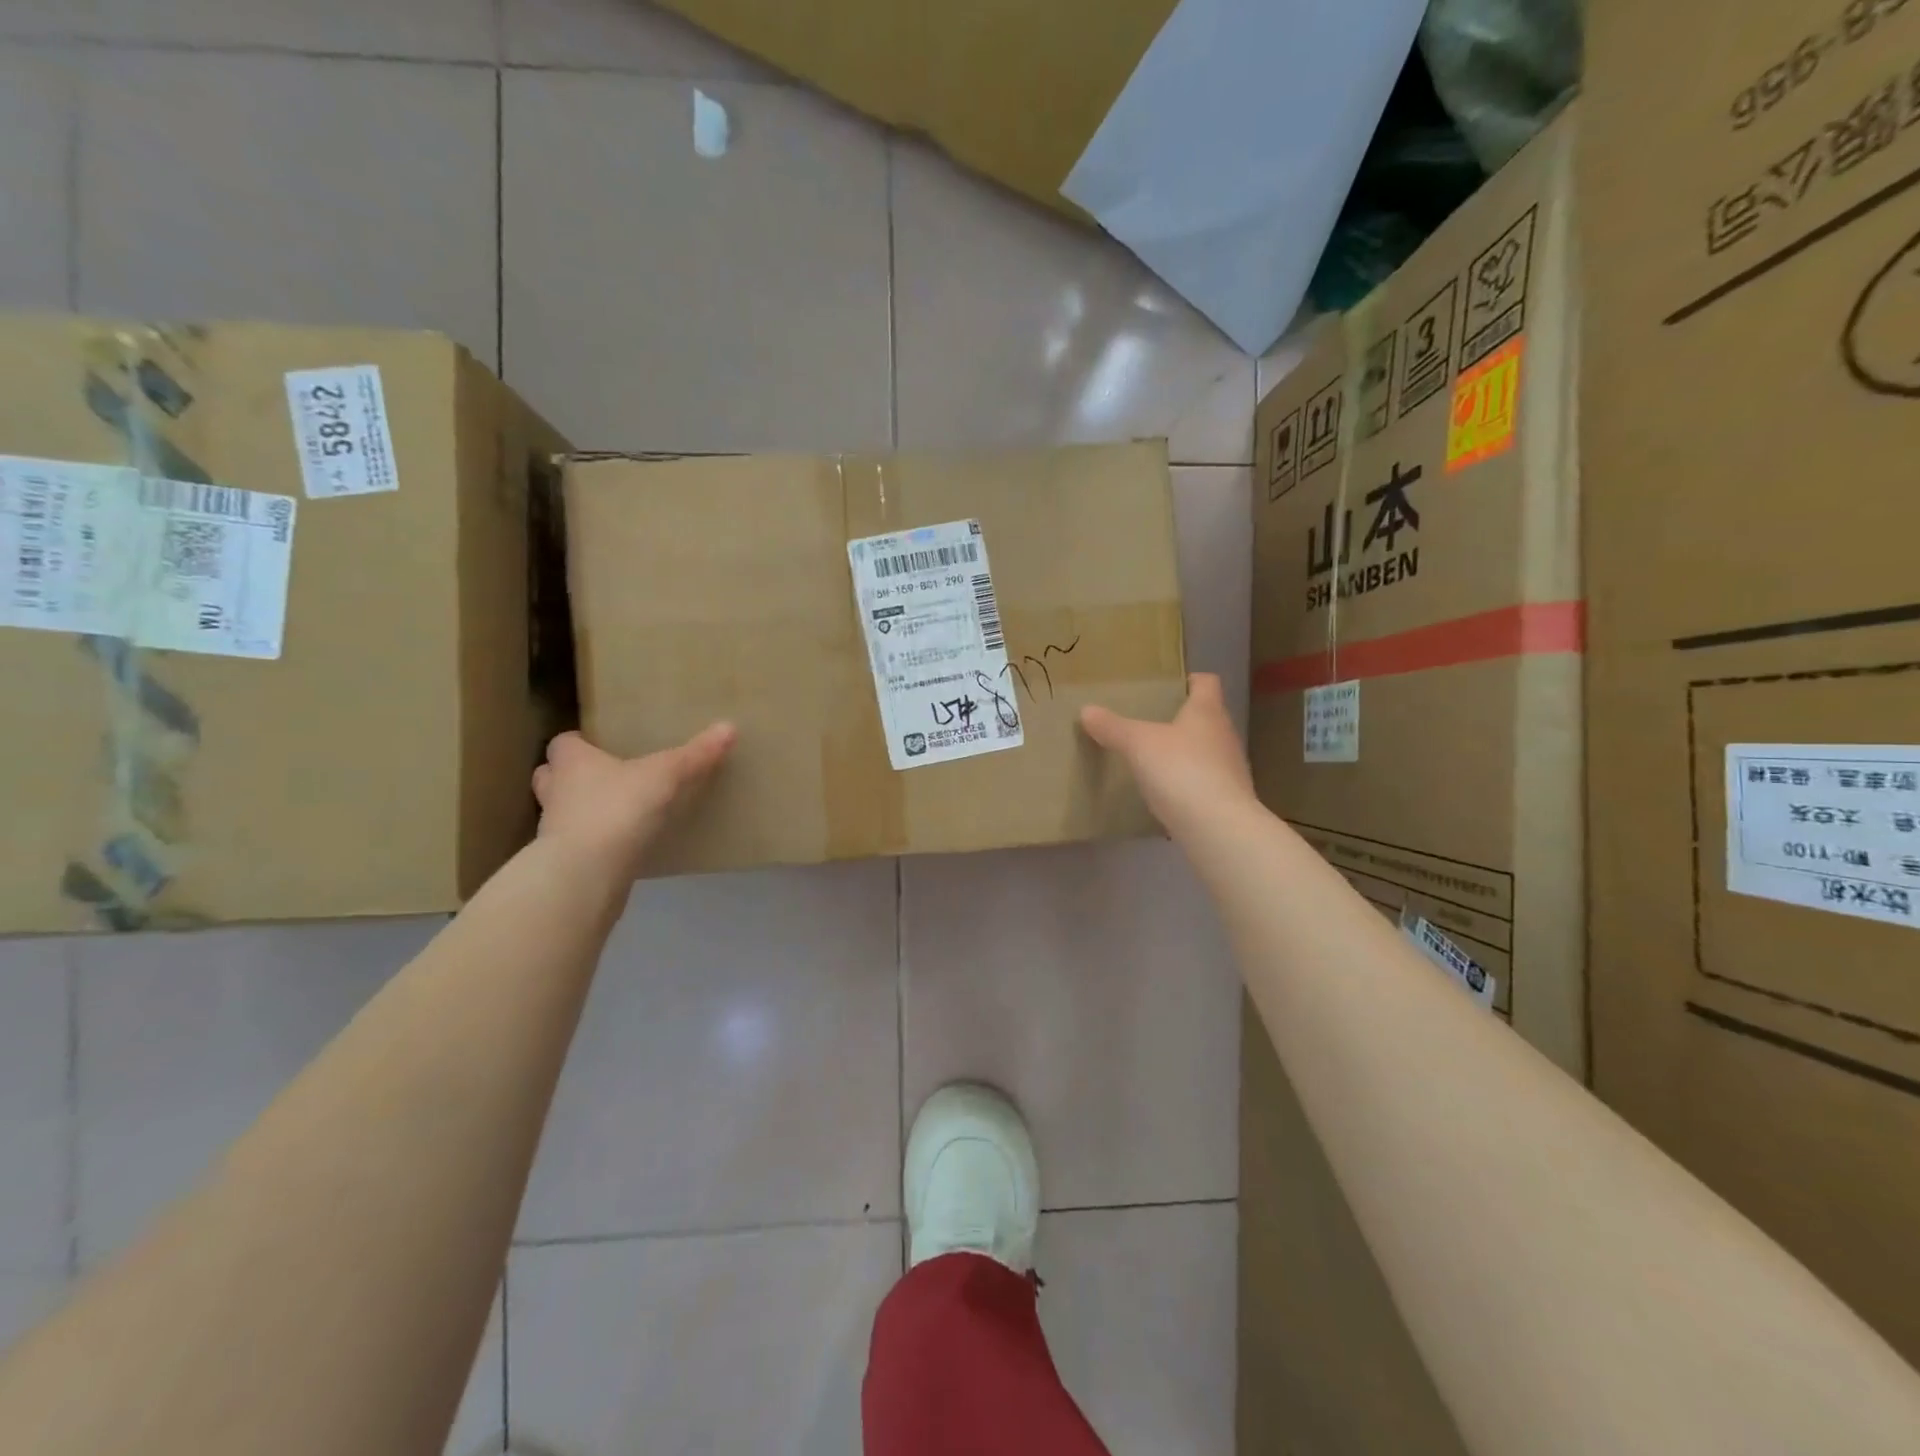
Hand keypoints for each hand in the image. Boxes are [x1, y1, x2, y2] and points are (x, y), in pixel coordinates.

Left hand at [532, 724, 735, 876]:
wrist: (586, 875)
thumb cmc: (618, 809)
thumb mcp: (666, 776)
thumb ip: (695, 755)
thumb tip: (728, 727)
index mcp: (572, 763)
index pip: (563, 743)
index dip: (581, 742)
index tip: (602, 745)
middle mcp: (556, 793)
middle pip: (552, 777)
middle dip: (573, 776)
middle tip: (606, 776)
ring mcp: (556, 832)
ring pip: (563, 813)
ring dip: (583, 811)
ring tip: (617, 812)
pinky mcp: (566, 864)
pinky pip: (579, 846)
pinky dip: (596, 844)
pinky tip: (624, 846)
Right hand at [1080, 674, 1255, 833]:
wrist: (1218, 828)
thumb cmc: (1181, 770)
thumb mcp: (1138, 744)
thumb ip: (1113, 727)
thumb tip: (1086, 710)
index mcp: (1207, 712)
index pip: (1206, 683)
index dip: (1189, 680)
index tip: (1168, 686)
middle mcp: (1224, 735)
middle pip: (1206, 717)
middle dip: (1181, 719)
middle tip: (1149, 722)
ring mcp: (1230, 770)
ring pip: (1205, 751)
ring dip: (1184, 752)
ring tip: (1153, 758)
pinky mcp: (1227, 800)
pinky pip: (1204, 782)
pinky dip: (1186, 783)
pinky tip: (1164, 793)